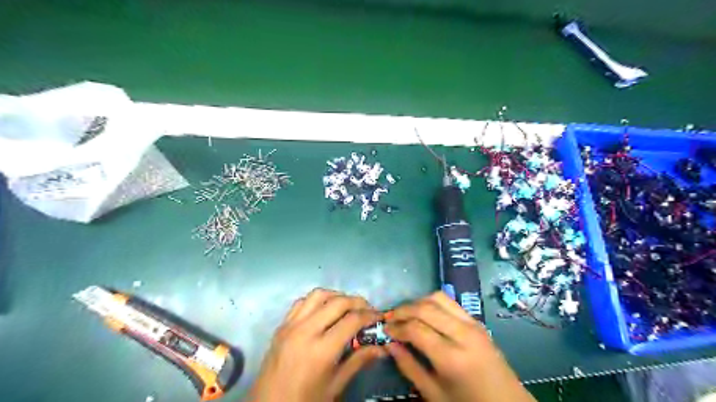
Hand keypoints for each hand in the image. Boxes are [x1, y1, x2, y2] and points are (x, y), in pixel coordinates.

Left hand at [249, 289, 385, 400]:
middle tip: (368, 311)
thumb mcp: (335, 385)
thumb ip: (358, 361)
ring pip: (318, 294)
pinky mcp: (281, 325)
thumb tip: (381, 348)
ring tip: (347, 307)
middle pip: (338, 302)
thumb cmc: (305, 401)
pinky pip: (302, 302)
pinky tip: (324, 311)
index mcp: (321, 350)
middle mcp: (305, 331)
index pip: (352, 320)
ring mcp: (291, 325)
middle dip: (358, 302)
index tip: (379, 317)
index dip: (370, 316)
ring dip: (337, 296)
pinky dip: (317, 300)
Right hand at [386, 292, 536, 401]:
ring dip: (417, 302)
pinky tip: (424, 313)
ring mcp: (472, 324)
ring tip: (405, 314)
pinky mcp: (477, 321)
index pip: (416, 329)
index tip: (384, 330)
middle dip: (403, 310)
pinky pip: (450, 302)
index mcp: (451, 357)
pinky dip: (432, 302)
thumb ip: (410, 367)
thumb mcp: (434, 394)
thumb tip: (390, 344)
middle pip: (425, 308)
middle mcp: (462, 333)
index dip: (396, 327)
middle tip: (389, 318)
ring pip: (438, 298)